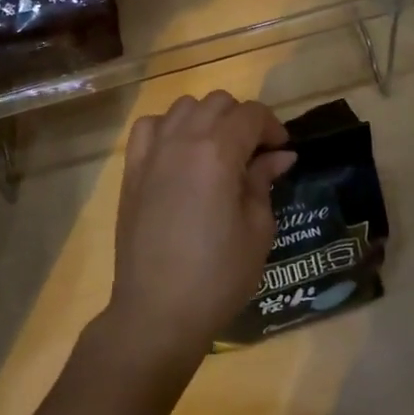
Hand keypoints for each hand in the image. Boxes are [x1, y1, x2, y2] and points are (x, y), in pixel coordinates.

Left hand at [102, 92, 296, 368]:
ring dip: (207, 119)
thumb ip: (264, 182)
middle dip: (242, 120)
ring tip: (217, 151)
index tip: (281, 152)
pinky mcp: (131, 168)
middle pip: (218, 103)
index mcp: (218, 152)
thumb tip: (280, 155)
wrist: (157, 312)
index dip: (272, 127)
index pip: (251, 114)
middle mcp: (182, 139)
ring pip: (184, 107)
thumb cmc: (217, 276)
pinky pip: (150, 126)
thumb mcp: (256, 230)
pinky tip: (179, 153)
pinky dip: (168, 128)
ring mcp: (152, 151)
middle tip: (254, 153)